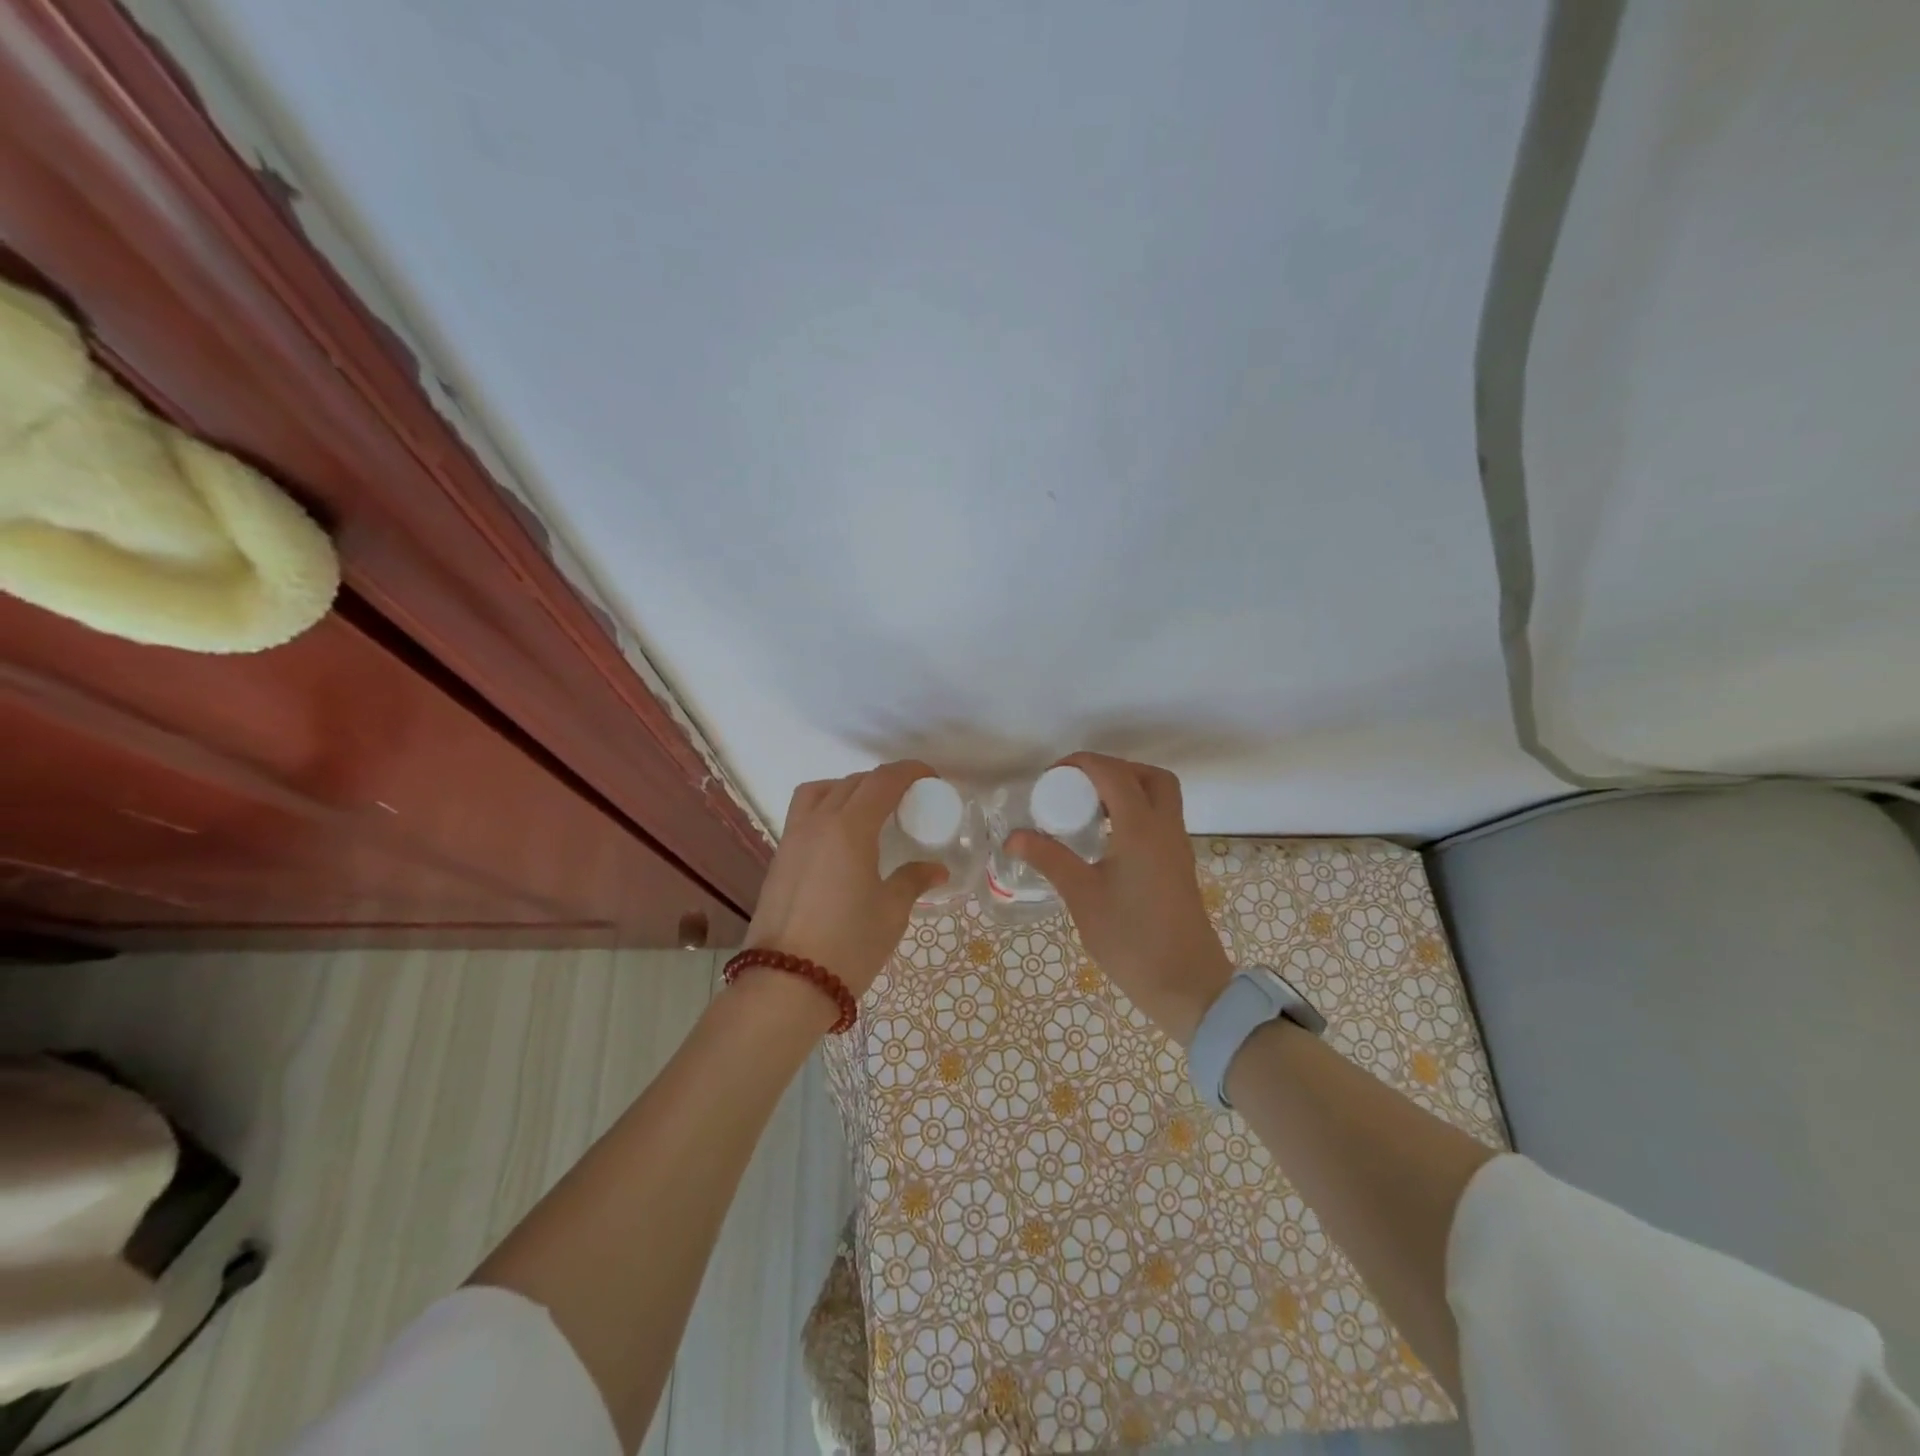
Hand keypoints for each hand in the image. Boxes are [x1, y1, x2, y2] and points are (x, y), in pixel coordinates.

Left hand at [743, 760, 947, 998]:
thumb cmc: (848, 945)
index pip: (883, 781)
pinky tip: (842, 839)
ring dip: (848, 788)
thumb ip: (912, 881)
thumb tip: (935, 869)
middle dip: (883, 782)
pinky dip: (826, 808)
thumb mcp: (891, 912)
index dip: (910, 771)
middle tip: (907, 800)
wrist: (786, 983)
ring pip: (820, 791)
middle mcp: (818, 822)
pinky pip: (804, 814)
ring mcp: (793, 838)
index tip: (930, 778)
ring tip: (868, 812)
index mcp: (850, 827)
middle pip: (853, 782)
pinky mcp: (779, 858)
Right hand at [1009, 753, 1230, 1045]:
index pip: (1113, 773)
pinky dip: (1136, 813)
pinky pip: (1161, 820)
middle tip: (1079, 788)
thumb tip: (1015, 836)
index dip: (1081, 764)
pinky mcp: (1179, 866)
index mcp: (1142, 828)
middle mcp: (1165, 828)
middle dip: (1114, 770)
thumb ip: (1050, 859)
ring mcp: (1177, 847)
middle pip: (1149, 776)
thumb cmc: (1131, 940)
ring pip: (1160, 797)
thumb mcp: (1082, 897)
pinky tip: (1107, 840)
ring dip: (1127, 790)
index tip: (1050, 777)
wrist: (1187, 985)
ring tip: (1088, 812)